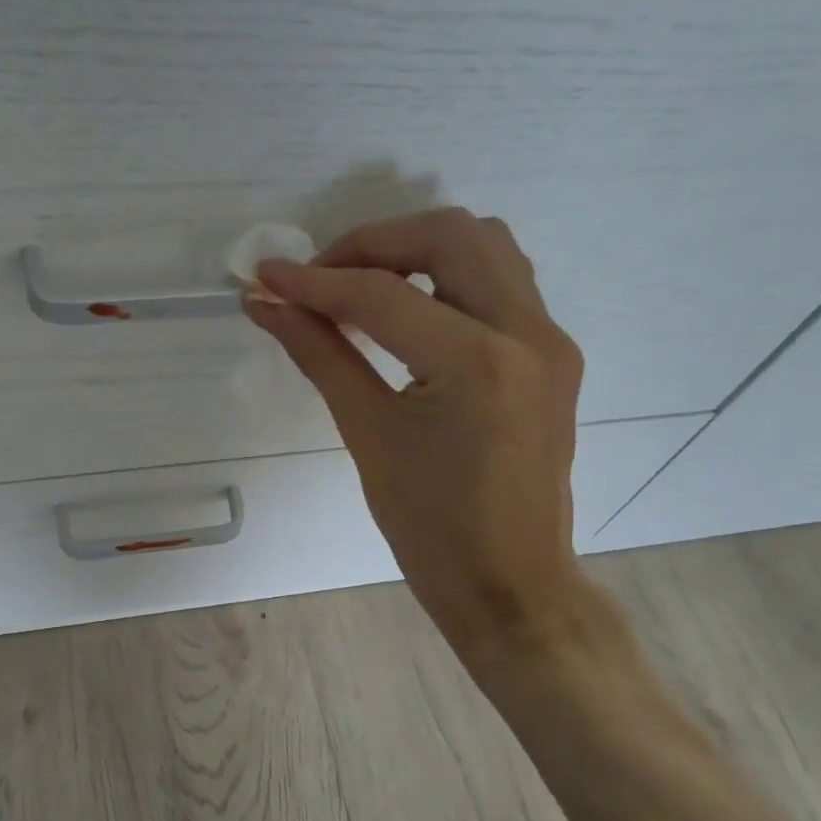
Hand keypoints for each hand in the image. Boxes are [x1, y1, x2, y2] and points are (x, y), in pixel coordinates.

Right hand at [249, 208, 611, 680]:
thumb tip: (266, 305)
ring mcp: (551, 340)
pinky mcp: (554, 354)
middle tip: (323, 279)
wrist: (512, 586)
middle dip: (374, 243)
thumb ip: (319, 354)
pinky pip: (502, 280)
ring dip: (417, 248)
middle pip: (449, 234)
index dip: (315, 282)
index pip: (381, 295)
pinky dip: (449, 274)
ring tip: (364, 286)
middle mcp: (527, 332)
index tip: (266, 278)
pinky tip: (409, 310)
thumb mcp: (368, 435)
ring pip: (486, 245)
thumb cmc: (431, 529)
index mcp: (477, 363)